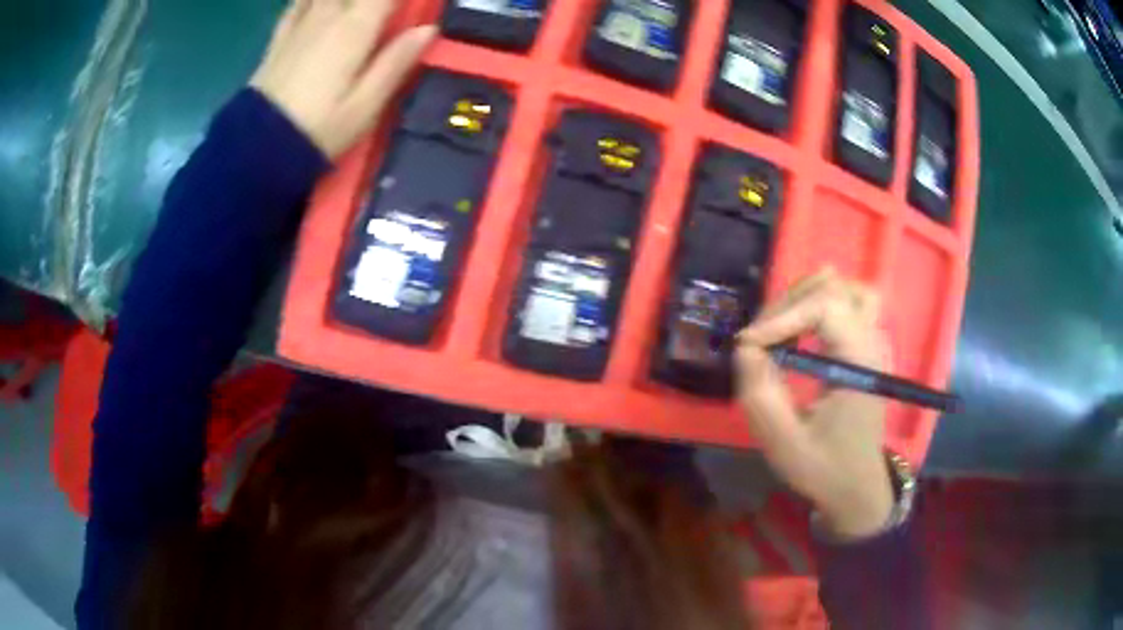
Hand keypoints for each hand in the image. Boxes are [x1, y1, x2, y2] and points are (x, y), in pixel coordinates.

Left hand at [250, 0, 436, 157]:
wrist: (259, 147)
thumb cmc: (320, 128)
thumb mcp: (366, 104)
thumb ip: (397, 61)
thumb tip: (429, 29)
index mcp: (356, 27)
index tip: (415, 7)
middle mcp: (330, 14)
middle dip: (375, 1)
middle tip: (384, 14)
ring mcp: (302, 22)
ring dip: (346, 1)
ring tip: (357, 11)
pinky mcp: (281, 36)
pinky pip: (300, 1)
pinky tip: (321, 4)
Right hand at [735, 268, 893, 538]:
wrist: (857, 486)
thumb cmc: (824, 468)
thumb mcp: (783, 441)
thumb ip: (761, 392)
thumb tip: (746, 345)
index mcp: (861, 362)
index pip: (827, 306)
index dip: (783, 315)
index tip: (749, 344)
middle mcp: (873, 341)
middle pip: (836, 288)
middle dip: (790, 302)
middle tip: (761, 336)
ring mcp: (874, 341)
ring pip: (847, 289)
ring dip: (809, 296)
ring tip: (781, 322)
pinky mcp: (867, 347)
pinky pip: (848, 304)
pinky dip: (819, 305)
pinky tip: (798, 330)